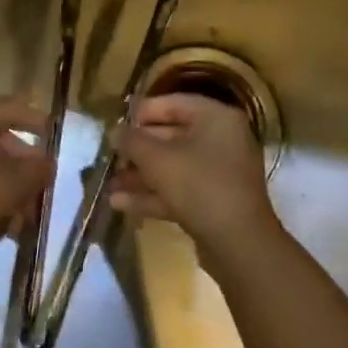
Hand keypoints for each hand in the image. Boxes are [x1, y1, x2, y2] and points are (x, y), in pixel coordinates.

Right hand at [107, 94, 278, 255]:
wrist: (239, 244)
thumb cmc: (199, 185)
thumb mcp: (157, 159)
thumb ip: (131, 141)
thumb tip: (114, 131)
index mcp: (216, 118)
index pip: (173, 103)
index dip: (141, 113)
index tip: (115, 125)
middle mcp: (222, 140)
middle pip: (171, 136)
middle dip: (137, 150)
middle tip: (110, 157)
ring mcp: (220, 173)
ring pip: (173, 167)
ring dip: (141, 176)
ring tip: (108, 186)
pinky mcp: (215, 202)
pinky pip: (180, 190)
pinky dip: (153, 195)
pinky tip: (120, 204)